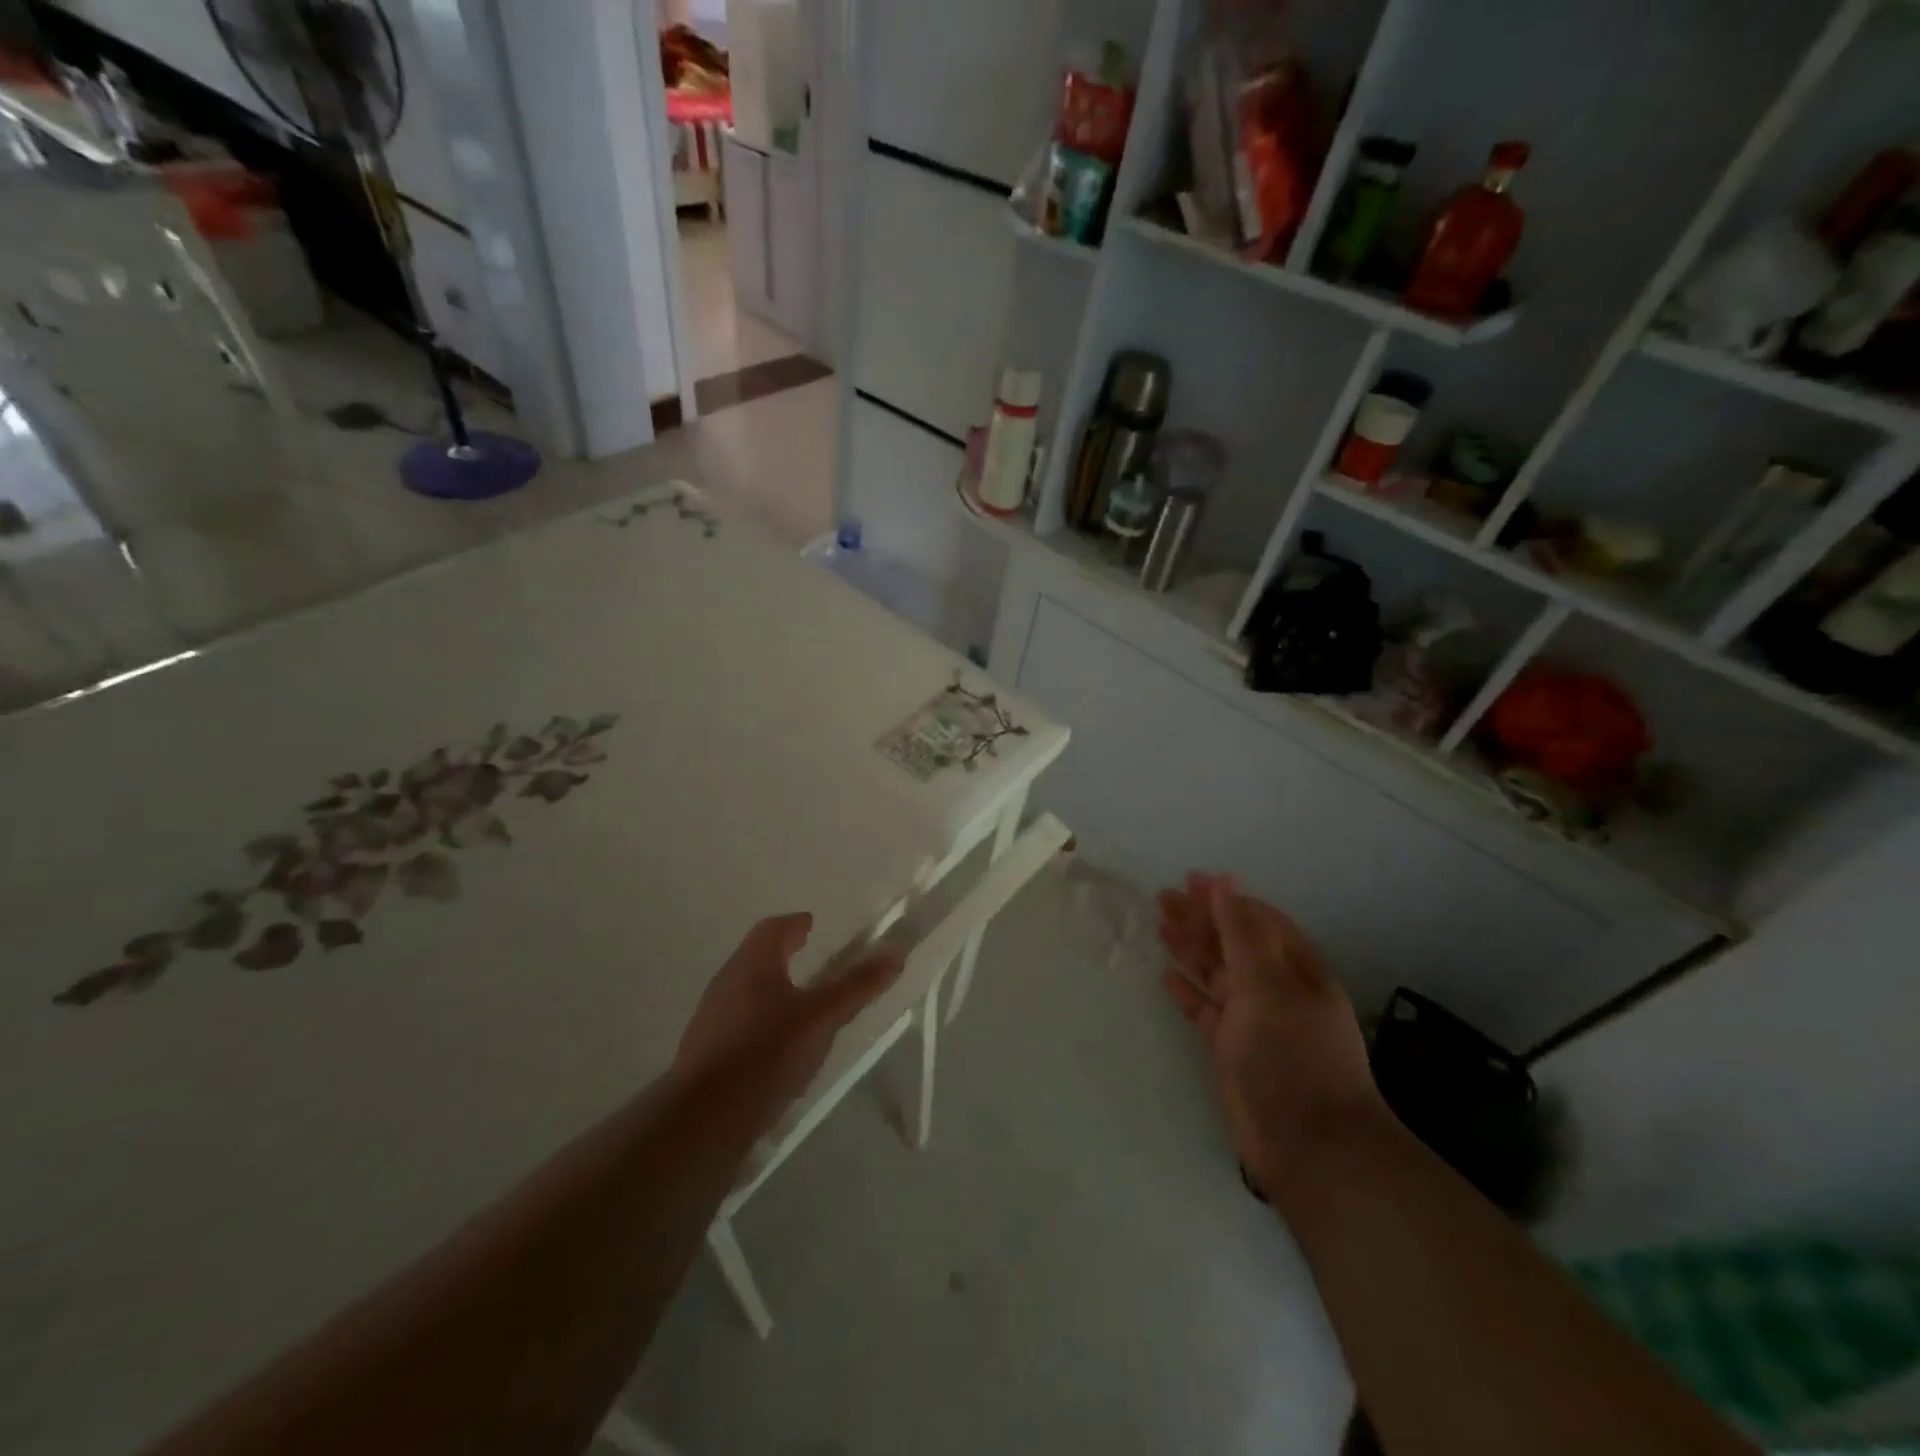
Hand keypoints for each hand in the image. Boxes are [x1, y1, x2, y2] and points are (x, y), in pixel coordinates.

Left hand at [674, 913, 904, 1117]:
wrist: (704, 1119)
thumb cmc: (767, 1052)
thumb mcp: (823, 1017)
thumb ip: (857, 985)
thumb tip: (896, 951)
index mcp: (752, 963)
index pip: (772, 929)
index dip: (794, 925)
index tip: (811, 925)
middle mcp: (726, 982)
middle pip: (756, 957)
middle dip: (781, 955)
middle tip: (807, 957)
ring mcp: (710, 1019)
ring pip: (744, 991)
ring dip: (770, 989)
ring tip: (797, 1003)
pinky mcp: (705, 1054)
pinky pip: (737, 1024)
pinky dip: (759, 1021)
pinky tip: (775, 1047)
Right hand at [1159, 873, 1381, 1193]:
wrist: (1311, 1147)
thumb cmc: (1292, 1055)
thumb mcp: (1266, 984)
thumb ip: (1240, 932)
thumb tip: (1225, 880)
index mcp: (1297, 970)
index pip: (1258, 921)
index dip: (1225, 899)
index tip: (1189, 880)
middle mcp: (1278, 992)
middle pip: (1234, 945)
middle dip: (1202, 920)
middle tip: (1162, 898)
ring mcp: (1255, 1023)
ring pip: (1218, 975)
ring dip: (1192, 950)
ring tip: (1160, 927)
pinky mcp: (1234, 1052)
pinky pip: (1207, 1011)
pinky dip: (1189, 992)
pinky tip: (1168, 977)